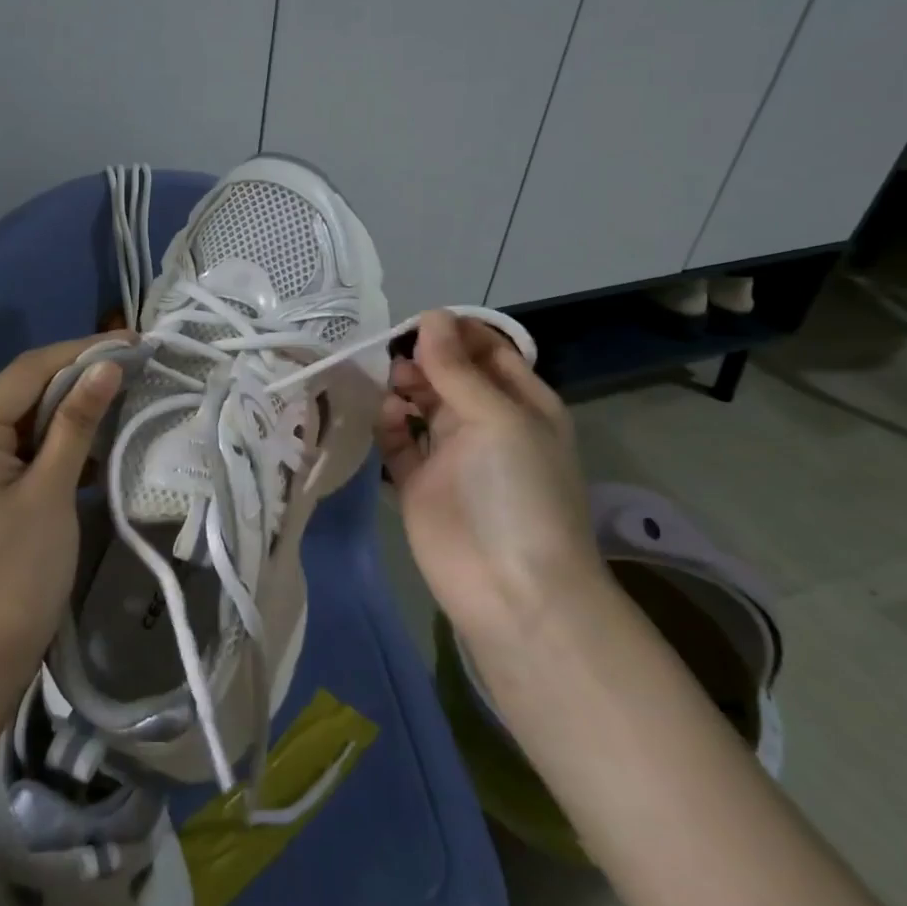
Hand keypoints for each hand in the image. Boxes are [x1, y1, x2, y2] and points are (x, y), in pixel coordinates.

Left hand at [0, 335, 126, 690]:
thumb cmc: (16, 571)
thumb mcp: (52, 490)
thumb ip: (76, 422)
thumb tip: (108, 366)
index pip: (28, 371)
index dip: (80, 351)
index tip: (132, 341)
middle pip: (27, 389)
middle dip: (80, 374)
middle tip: (136, 361)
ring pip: (33, 417)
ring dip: (76, 405)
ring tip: (128, 389)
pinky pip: (33, 447)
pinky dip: (67, 438)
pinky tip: (104, 434)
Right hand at [376, 311, 600, 643]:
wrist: (511, 589)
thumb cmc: (517, 491)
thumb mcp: (497, 418)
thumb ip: (457, 368)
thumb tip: (430, 316)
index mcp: (521, 403)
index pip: (488, 350)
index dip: (455, 333)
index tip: (419, 324)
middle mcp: (485, 422)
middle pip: (448, 374)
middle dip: (423, 359)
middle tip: (399, 360)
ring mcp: (449, 453)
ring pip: (419, 403)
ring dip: (403, 388)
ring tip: (391, 388)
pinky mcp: (417, 481)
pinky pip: (397, 440)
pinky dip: (388, 424)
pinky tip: (385, 419)